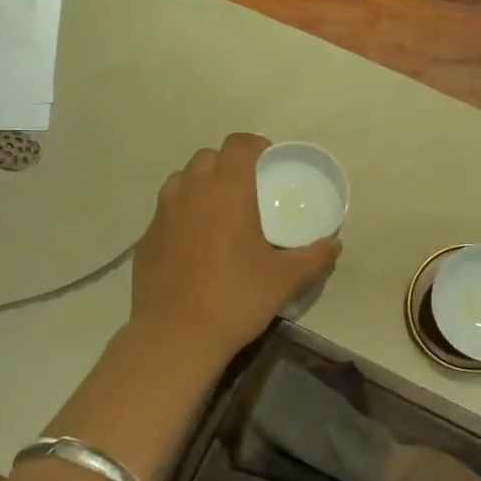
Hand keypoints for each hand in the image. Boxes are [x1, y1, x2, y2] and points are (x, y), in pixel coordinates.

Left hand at [131, 134, 341, 361]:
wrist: (176, 336)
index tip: (269, 163)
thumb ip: (315, 257)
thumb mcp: (285, 279)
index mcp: (226, 190)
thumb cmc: (236, 298)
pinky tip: (193, 245)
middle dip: (227, 165)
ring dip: (201, 185)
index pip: (238, 144)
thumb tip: (335, 244)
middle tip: (247, 191)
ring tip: (219, 213)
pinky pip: (166, 212)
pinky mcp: (145, 239)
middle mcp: (190, 191)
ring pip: (182, 181)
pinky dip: (181, 215)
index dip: (255, 146)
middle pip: (207, 157)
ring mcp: (162, 214)